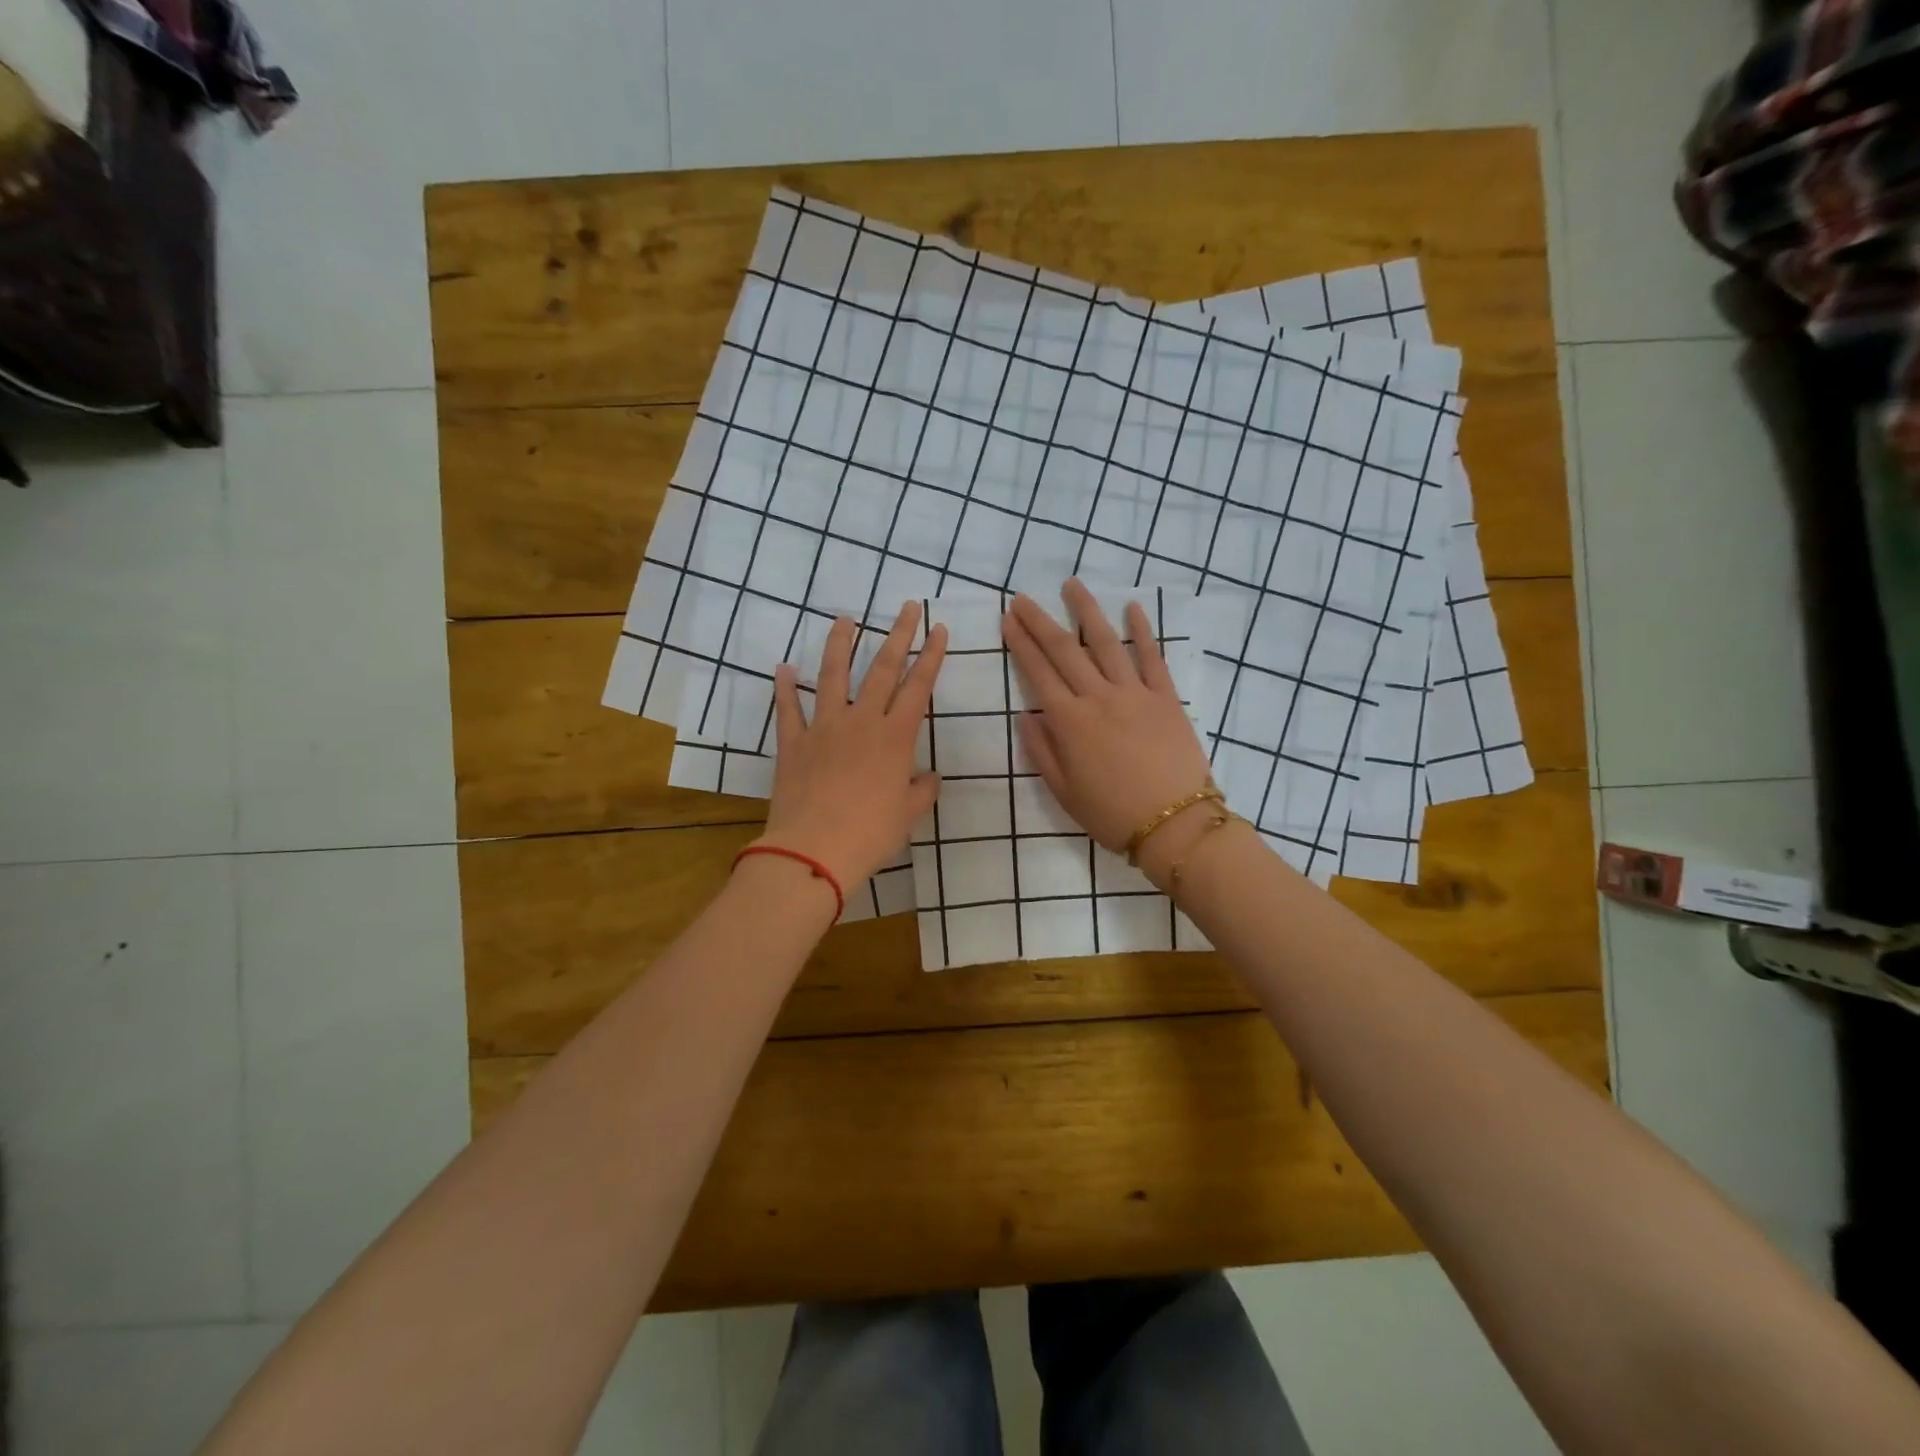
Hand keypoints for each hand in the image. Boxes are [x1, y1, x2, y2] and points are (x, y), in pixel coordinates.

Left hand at [760, 602, 946, 892]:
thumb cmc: (871, 834)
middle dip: (897, 635)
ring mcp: (823, 728)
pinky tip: (784, 668)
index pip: (918, 686)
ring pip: (832, 675)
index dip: (931, 656)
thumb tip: (930, 778)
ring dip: (839, 644)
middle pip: (881, 668)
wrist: (814, 850)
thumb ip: (922, 791)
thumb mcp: (908, 815)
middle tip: (906, 607)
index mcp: (895, 737)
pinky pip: (788, 709)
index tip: (938, 628)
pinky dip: (785, 688)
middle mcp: (861, 721)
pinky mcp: (793, 742)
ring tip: (844, 618)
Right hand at [1002, 580, 1215, 876]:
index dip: (1020, 643)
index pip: (1038, 673)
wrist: (1174, 824)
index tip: (1007, 620)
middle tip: (1023, 598)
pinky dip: (1143, 630)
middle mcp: (1098, 697)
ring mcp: (1135, 693)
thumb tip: (1026, 716)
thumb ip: (1041, 751)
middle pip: (1064, 650)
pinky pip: (1153, 657)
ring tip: (1072, 585)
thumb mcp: (1064, 791)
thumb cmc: (1112, 814)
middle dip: (1040, 621)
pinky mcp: (1166, 697)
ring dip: (1087, 611)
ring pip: (1106, 642)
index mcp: (1069, 722)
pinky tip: (1133, 608)